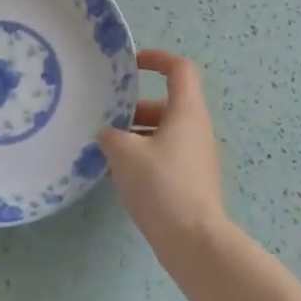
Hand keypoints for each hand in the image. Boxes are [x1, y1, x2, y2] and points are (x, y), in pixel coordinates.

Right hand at [98, 49, 228, 250]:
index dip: (157, 59)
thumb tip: (108, 134)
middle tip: (106, 118)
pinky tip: (115, 176)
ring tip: (104, 151)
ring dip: (134, 136)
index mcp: (186, 111)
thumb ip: (111, 136)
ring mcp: (195, 156)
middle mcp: (195, 128)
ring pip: (162, 133)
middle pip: (166, 104)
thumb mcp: (125, 154)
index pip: (179, 69)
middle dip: (134, 108)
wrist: (194, 241)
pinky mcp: (190, 180)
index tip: (131, 64)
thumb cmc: (161, 185)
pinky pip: (163, 156)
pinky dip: (141, 158)